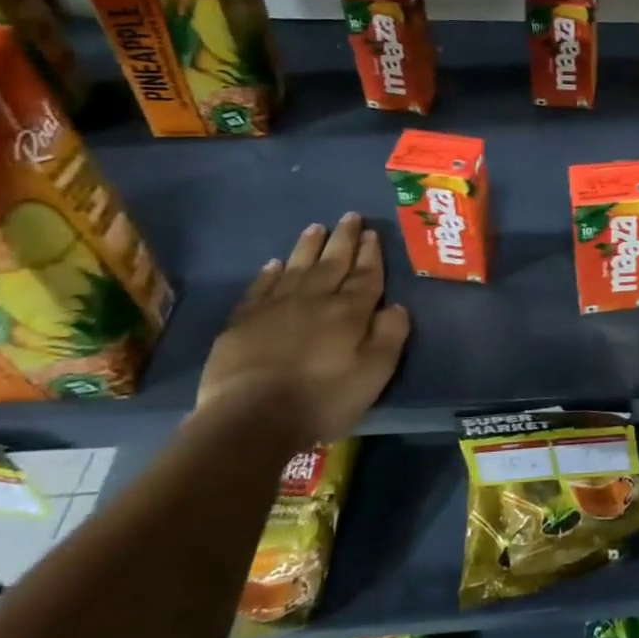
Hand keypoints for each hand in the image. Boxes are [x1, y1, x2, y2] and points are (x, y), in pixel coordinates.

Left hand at [194, 213, 410, 447]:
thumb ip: (390, 336)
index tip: (372, 232)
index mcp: (349, 312)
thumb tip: (396, 306)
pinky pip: (260, 289)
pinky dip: (269, 274)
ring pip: (296, 269)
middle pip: (332, 263)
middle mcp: (314, 300)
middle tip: (349, 216)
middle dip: (343, 239)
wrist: (251, 420)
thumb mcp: (374, 373)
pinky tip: (273, 264)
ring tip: (316, 228)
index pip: (365, 275)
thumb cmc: (323, 400)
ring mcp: (275, 309)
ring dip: (308, 247)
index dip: (370, 253)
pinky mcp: (242, 324)